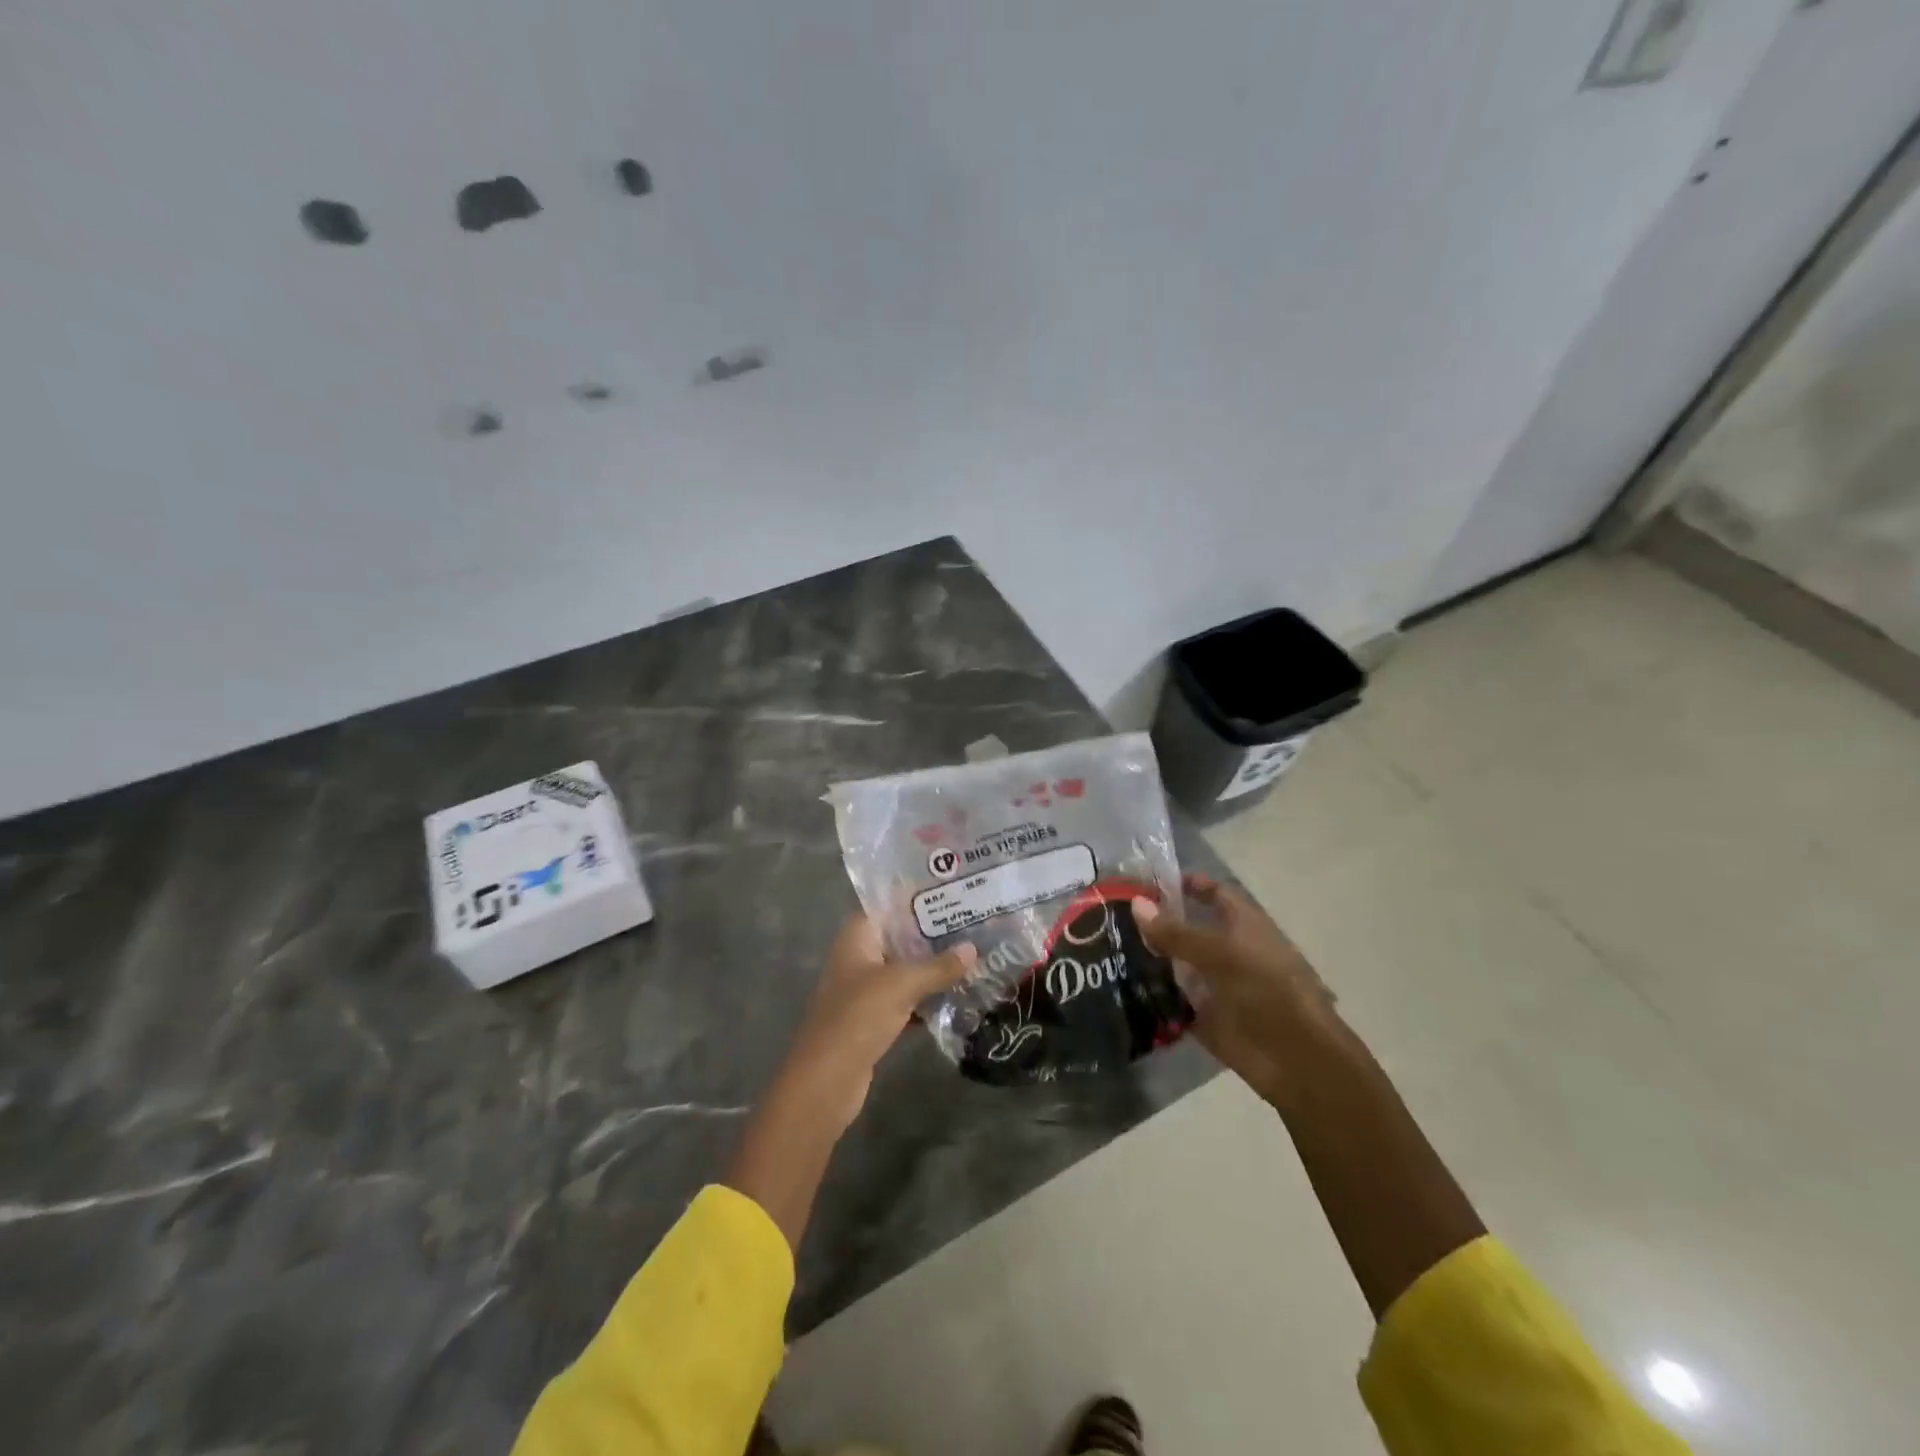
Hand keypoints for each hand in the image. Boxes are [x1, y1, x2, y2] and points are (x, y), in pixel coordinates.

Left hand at [778, 915, 976, 1129]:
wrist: (826, 1081)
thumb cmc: (858, 1017)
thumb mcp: (902, 984)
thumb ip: (938, 966)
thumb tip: (973, 948)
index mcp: (857, 938)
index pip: (889, 906)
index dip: (918, 899)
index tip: (954, 894)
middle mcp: (858, 958)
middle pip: (900, 938)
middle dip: (934, 935)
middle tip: (975, 925)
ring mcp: (864, 990)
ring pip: (905, 970)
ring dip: (934, 968)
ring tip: (974, 958)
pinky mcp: (873, 1020)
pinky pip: (906, 999)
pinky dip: (927, 999)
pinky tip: (958, 997)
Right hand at [1133, 874, 1343, 1108]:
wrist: (1295, 1058)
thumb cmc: (1267, 990)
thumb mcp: (1220, 953)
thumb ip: (1176, 932)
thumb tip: (1136, 902)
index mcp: (1243, 926)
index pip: (1214, 893)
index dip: (1187, 884)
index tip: (1148, 881)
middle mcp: (1229, 951)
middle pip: (1189, 930)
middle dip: (1156, 923)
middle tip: (1112, 915)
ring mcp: (1216, 985)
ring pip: (1177, 964)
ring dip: (1148, 958)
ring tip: (1107, 947)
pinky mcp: (1205, 1016)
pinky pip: (1173, 999)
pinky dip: (1151, 994)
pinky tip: (1119, 985)